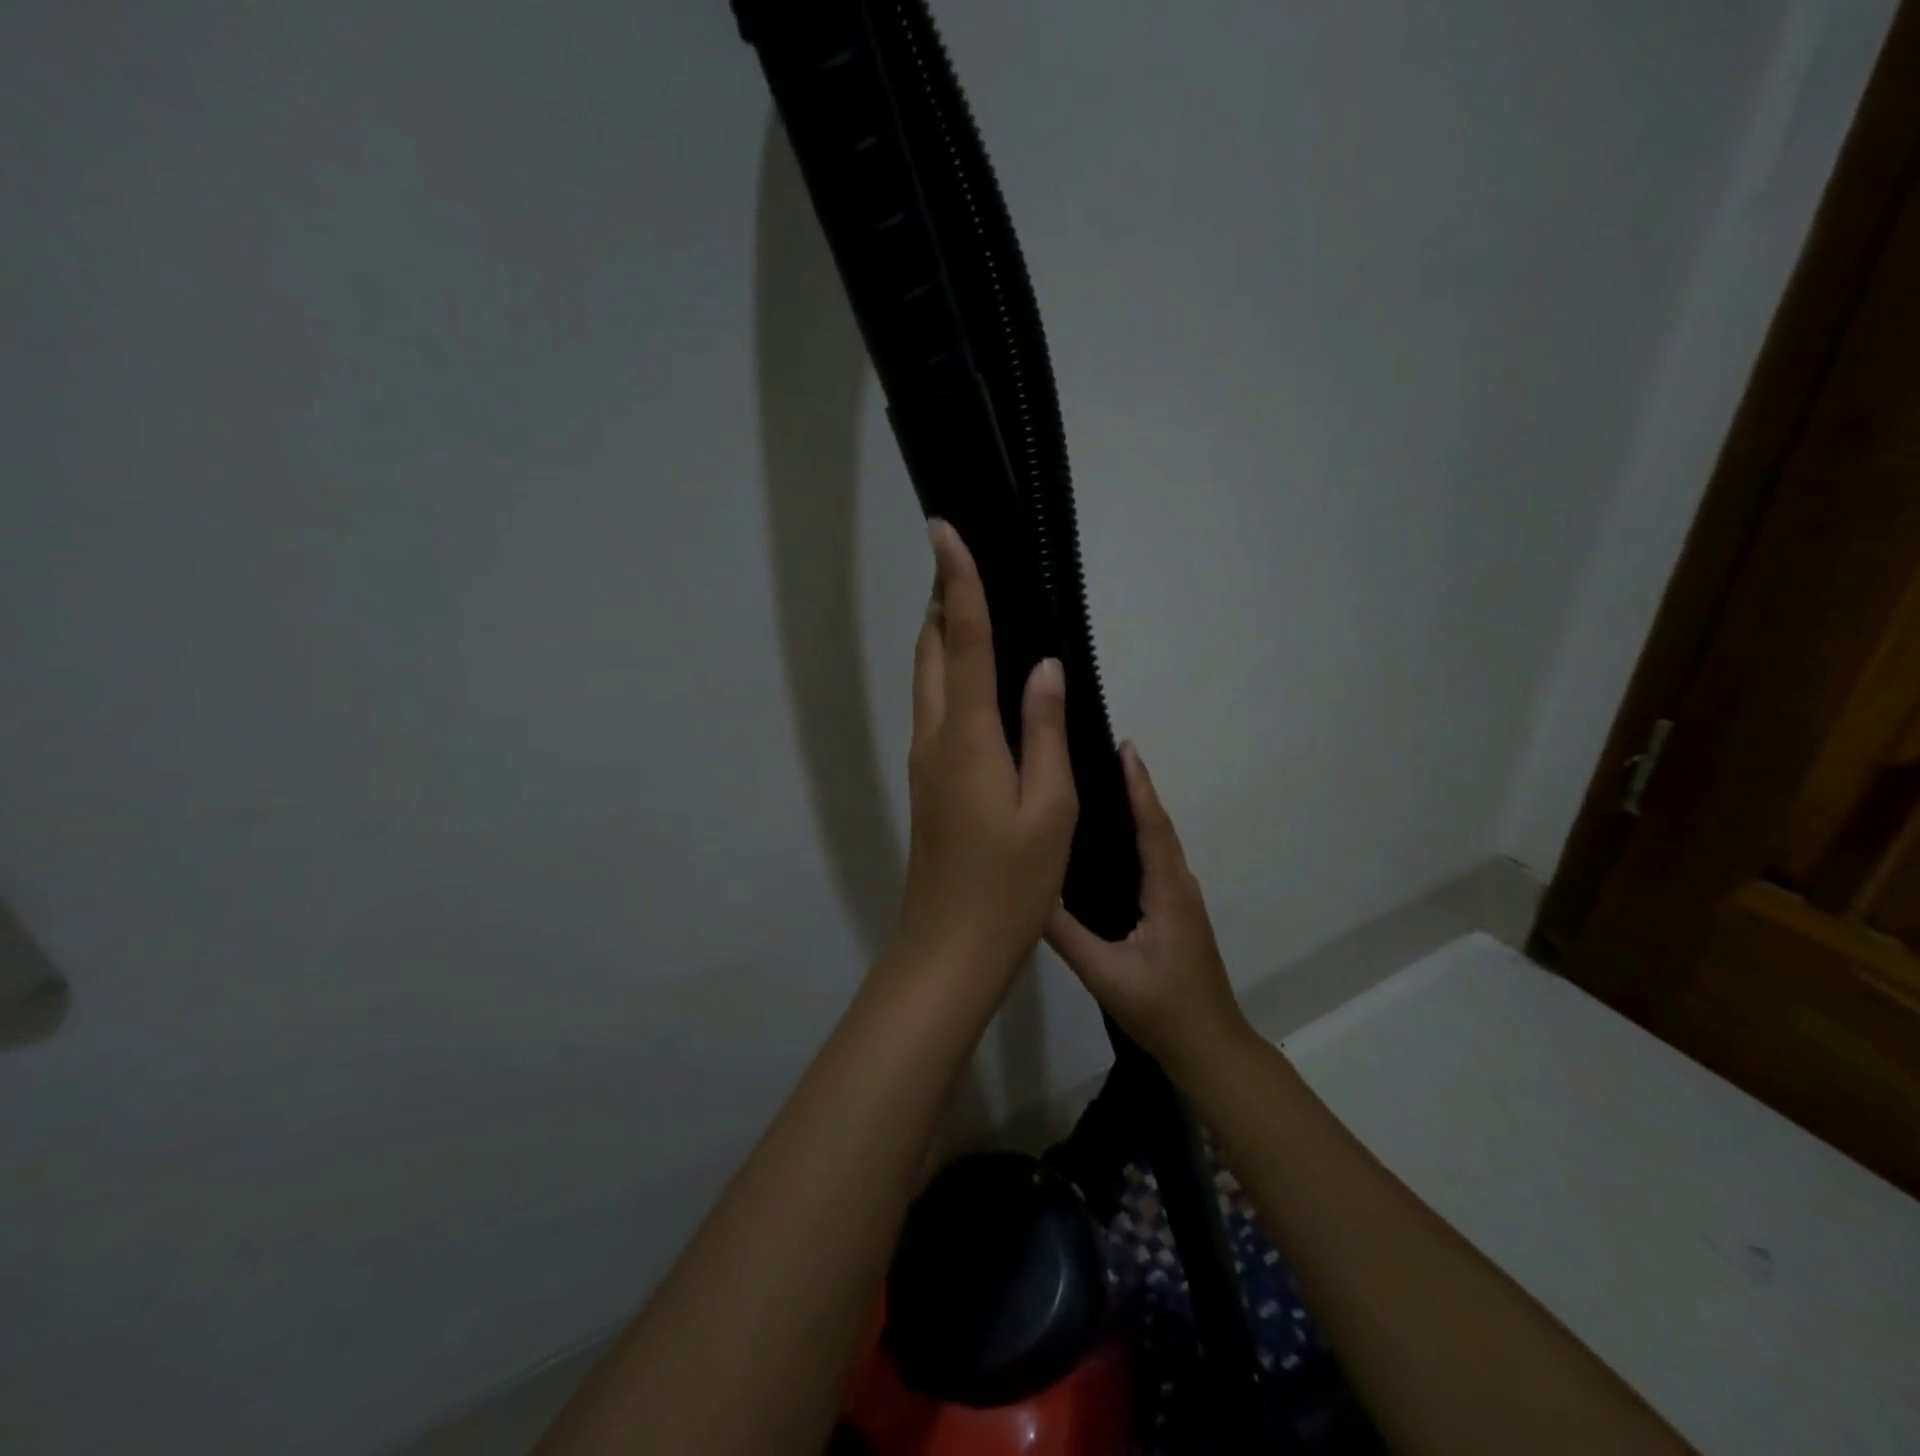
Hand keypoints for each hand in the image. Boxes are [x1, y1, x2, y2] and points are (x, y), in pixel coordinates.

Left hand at [889, 521, 1078, 992]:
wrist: (950, 947)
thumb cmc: (1011, 884)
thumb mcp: (1049, 808)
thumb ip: (1045, 731)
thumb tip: (1044, 667)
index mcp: (966, 736)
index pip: (961, 639)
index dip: (958, 581)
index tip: (944, 529)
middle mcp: (934, 737)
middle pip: (931, 650)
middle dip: (943, 599)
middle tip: (966, 559)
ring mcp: (924, 760)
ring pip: (927, 678)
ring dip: (942, 634)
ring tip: (971, 602)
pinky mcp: (928, 781)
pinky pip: (935, 707)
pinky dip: (949, 673)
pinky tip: (977, 676)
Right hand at [1046, 743, 1251, 1077]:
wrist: (1209, 1048)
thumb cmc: (1162, 1010)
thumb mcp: (1106, 974)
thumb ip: (1068, 935)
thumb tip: (1030, 892)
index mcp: (1167, 893)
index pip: (1152, 828)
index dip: (1139, 787)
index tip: (1126, 748)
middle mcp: (1179, 887)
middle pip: (1158, 827)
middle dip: (1136, 788)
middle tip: (1105, 755)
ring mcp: (1181, 901)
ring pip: (1159, 844)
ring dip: (1139, 810)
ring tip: (1105, 786)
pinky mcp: (1175, 914)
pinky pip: (1156, 862)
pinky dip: (1140, 837)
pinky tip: (1113, 842)